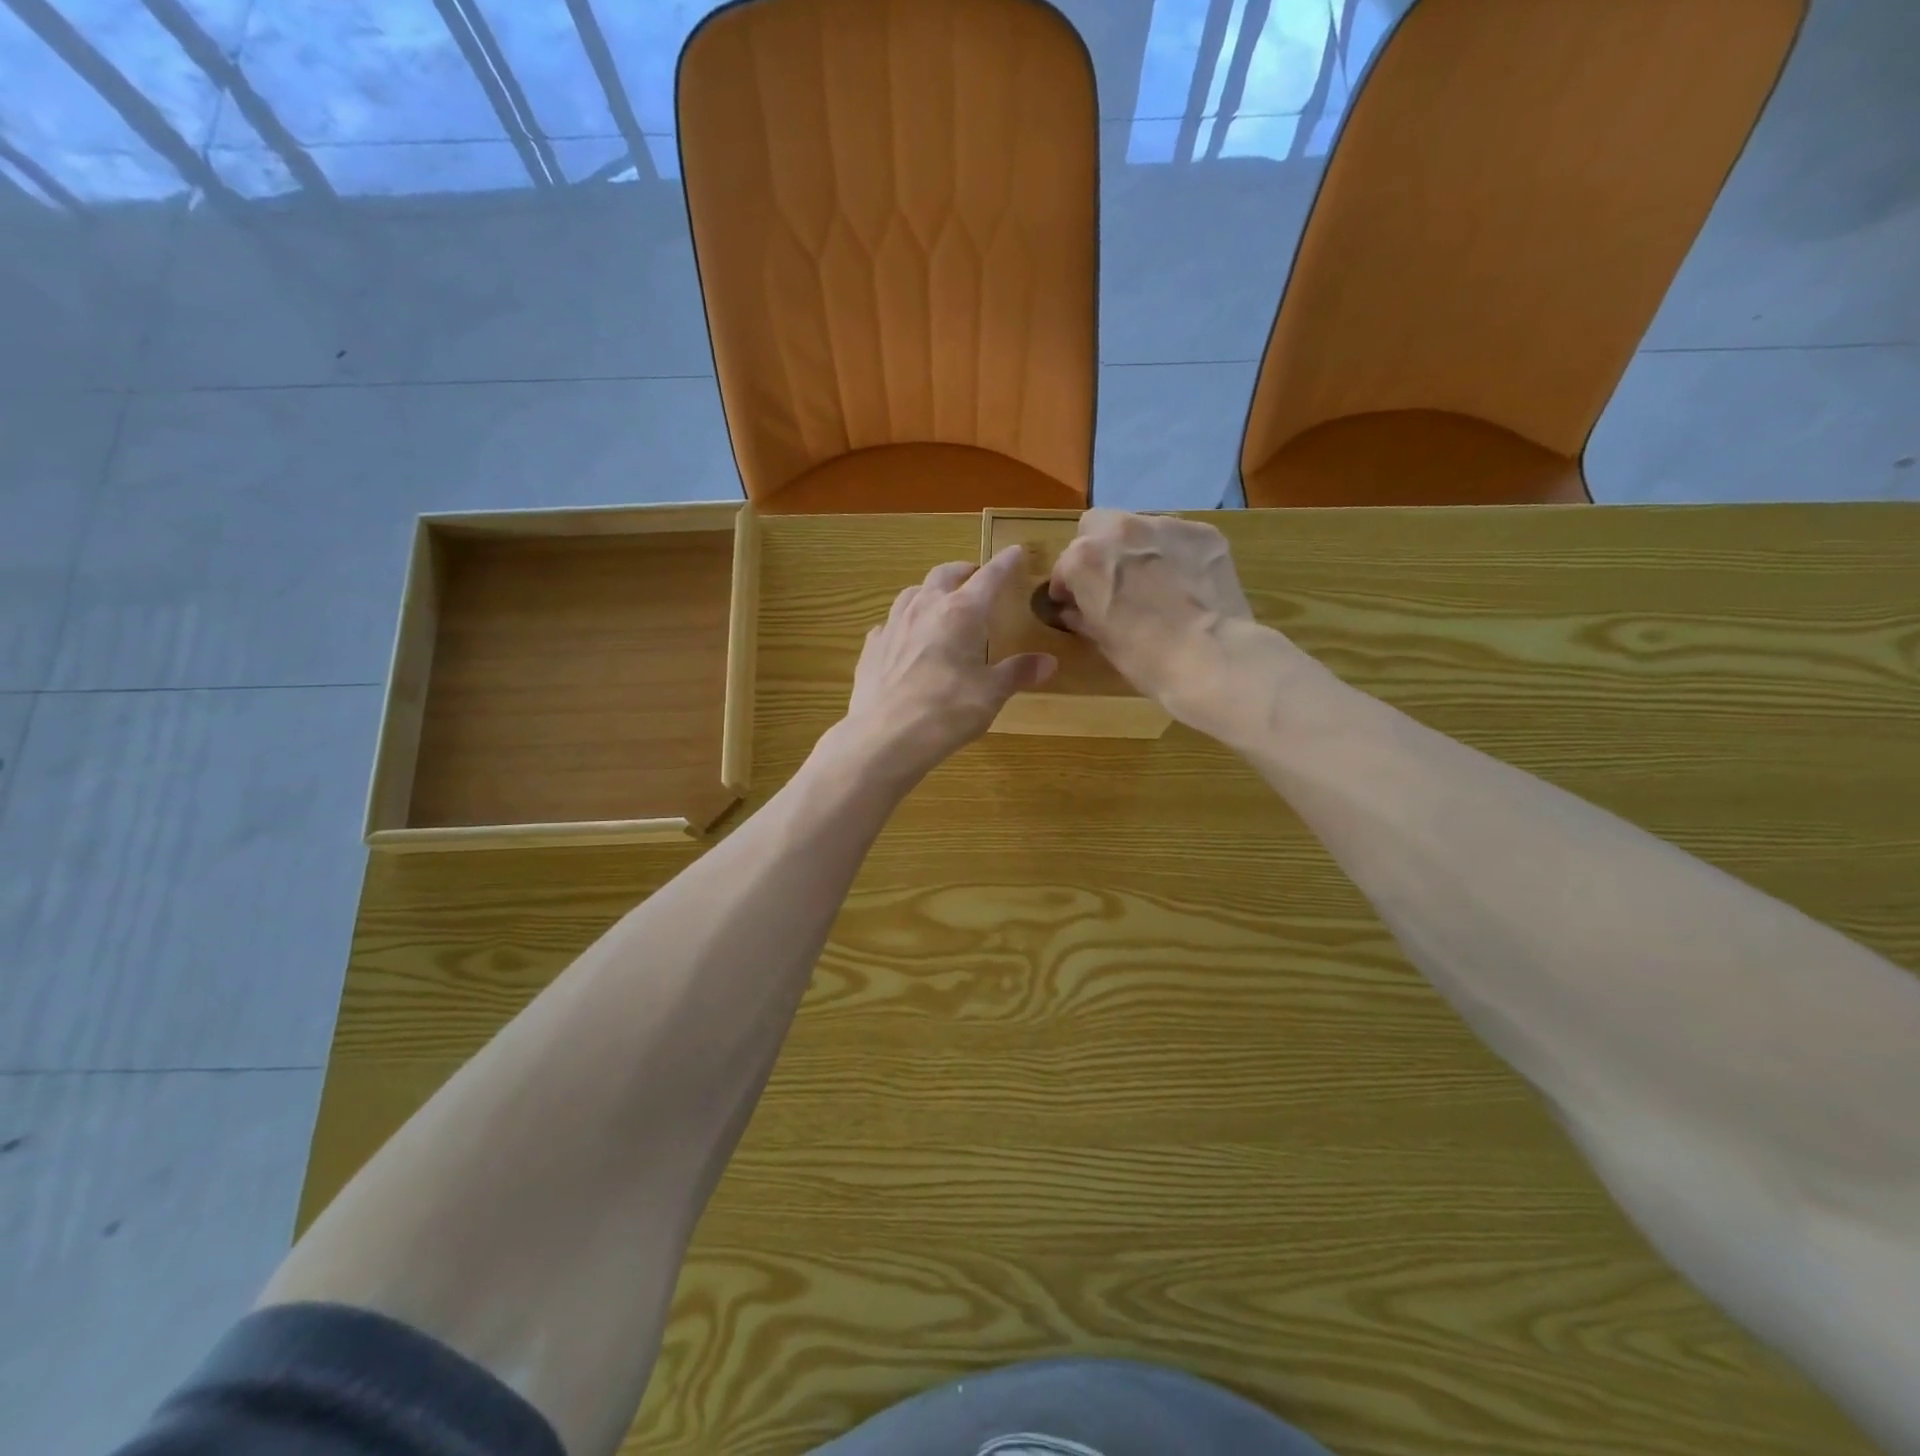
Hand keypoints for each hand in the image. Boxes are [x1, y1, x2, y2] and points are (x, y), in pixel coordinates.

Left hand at [842, 547, 1056, 782]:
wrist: (886, 736)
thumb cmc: (947, 711)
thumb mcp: (991, 693)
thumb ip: (1018, 673)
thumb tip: (1048, 662)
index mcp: (961, 612)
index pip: (989, 577)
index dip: (1005, 563)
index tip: (1016, 551)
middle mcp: (925, 608)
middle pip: (945, 574)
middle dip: (963, 571)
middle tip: (974, 576)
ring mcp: (893, 625)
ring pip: (912, 593)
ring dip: (930, 591)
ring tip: (939, 602)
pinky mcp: (872, 647)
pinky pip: (889, 624)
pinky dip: (903, 624)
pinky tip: (905, 638)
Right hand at [1051, 509, 1254, 724]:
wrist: (1212, 657)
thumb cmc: (1145, 658)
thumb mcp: (1102, 640)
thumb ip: (1083, 615)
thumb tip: (1075, 610)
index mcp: (1086, 558)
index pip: (1065, 565)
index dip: (1068, 586)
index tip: (1074, 602)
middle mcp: (1121, 530)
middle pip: (1098, 526)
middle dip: (1098, 549)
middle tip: (1111, 581)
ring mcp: (1165, 526)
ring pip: (1139, 527)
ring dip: (1138, 548)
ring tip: (1153, 581)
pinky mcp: (1203, 532)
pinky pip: (1178, 538)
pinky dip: (1175, 554)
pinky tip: (1185, 582)